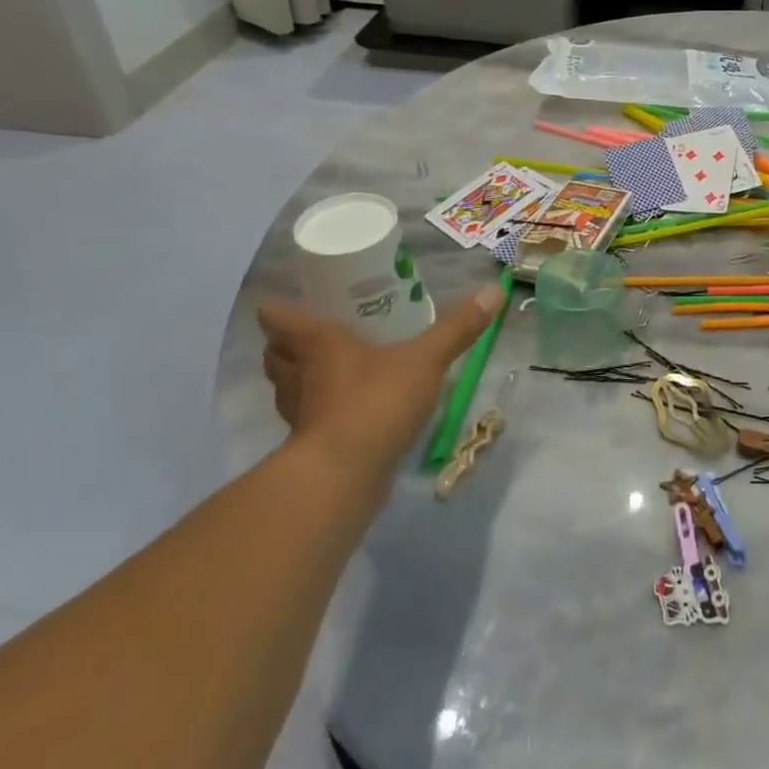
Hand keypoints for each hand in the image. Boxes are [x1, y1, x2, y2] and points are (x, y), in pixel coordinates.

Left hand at [258, 284, 504, 484]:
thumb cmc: (374, 403)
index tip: (281, 301)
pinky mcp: (311, 447)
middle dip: (285, 344)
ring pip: (288, 389)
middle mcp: (299, 377)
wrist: (343, 478)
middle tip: (311, 333)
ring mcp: (301, 415)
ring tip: (327, 370)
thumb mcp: (424, 359)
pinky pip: (309, 419)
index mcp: (318, 345)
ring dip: (298, 379)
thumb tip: (493, 290)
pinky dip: (319, 412)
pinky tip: (346, 411)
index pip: (281, 319)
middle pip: (276, 355)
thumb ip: (457, 328)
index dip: (277, 309)